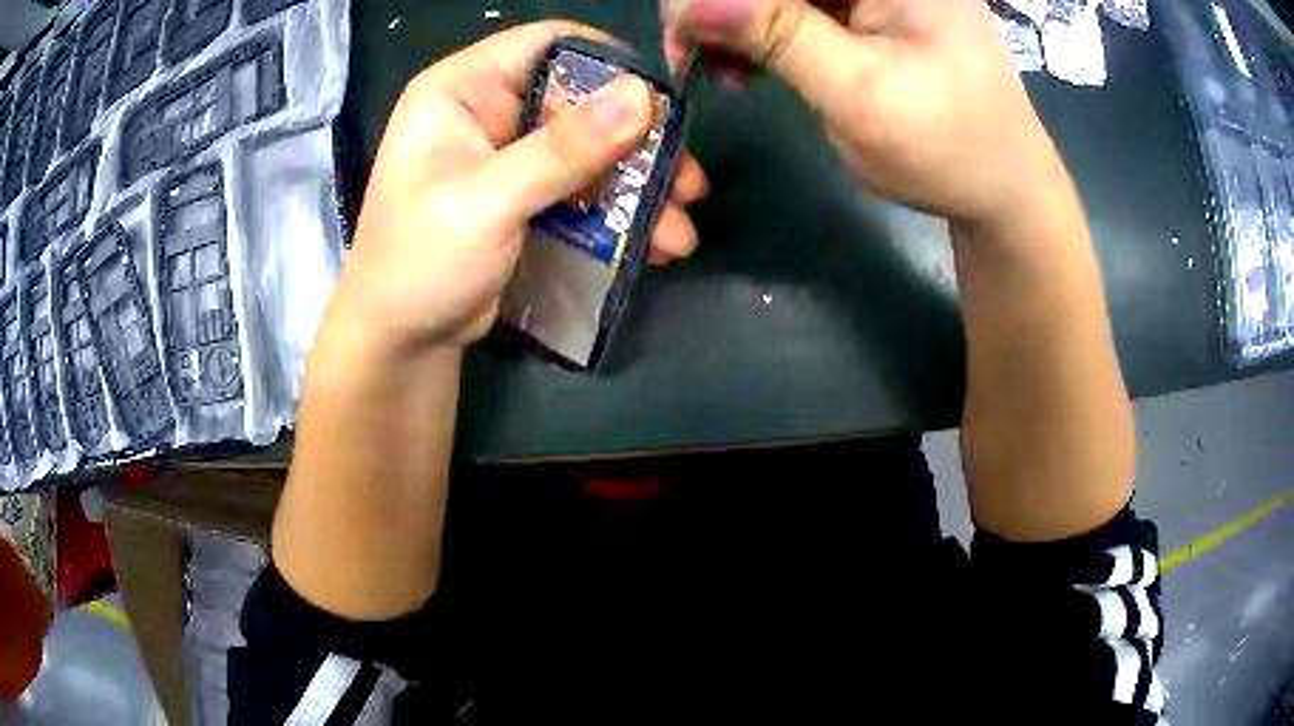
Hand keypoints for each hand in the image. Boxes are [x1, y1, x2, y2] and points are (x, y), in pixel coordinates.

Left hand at [331, 22, 708, 355]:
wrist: (402, 341)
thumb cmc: (419, 263)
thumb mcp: (486, 202)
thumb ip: (561, 150)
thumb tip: (642, 96)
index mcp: (461, 90)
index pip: (547, 44)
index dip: (609, 63)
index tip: (663, 102)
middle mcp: (488, 110)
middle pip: (581, 100)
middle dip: (639, 142)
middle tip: (687, 181)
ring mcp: (509, 155)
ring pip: (591, 148)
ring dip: (638, 186)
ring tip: (680, 230)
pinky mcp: (526, 195)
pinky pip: (584, 187)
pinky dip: (620, 213)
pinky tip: (657, 244)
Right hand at [663, 0, 1064, 229]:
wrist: (1000, 186)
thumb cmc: (947, 148)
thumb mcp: (861, 92)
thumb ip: (780, 36)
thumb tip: (688, 1)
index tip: (683, 30)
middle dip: (719, 5)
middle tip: (690, 53)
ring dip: (732, 22)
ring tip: (719, 70)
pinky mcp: (860, 9)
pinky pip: (787, 7)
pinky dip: (754, 33)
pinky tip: (745, 67)